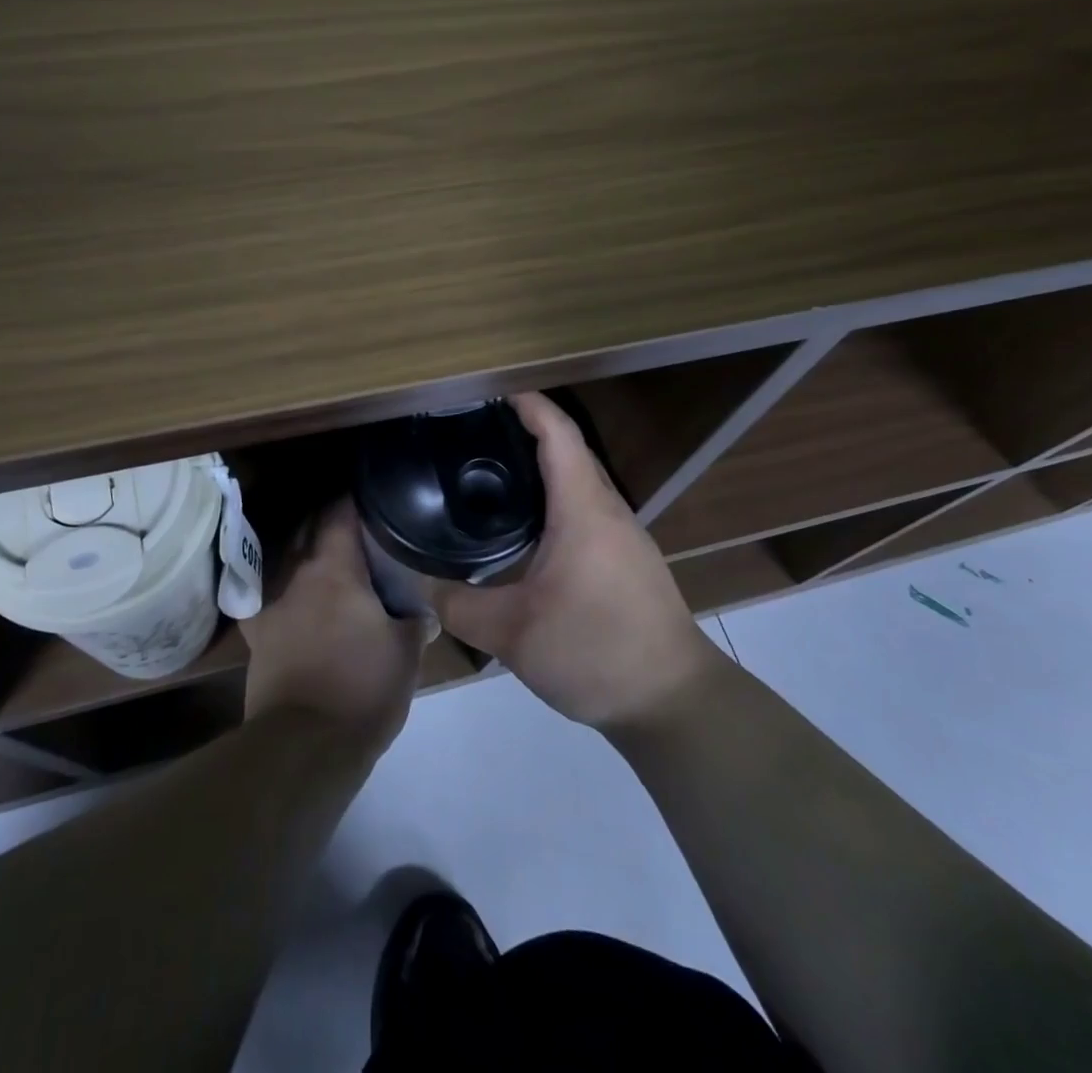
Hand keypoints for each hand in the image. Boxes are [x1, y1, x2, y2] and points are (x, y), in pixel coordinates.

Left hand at [240, 498, 425, 749]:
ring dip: (305, 552)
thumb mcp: (406, 653)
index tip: (371, 497)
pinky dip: (279, 591)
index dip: (355, 500)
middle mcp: (298, 576)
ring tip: (328, 556)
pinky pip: (266, 600)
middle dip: (329, 522)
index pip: (340, 515)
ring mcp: (272, 605)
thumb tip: (426, 613)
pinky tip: (289, 596)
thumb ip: (416, 622)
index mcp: (335, 570)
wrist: (306, 743)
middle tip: (356, 526)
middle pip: (309, 531)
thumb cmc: (364, 688)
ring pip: (287, 562)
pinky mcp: (257, 638)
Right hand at [426, 393, 721, 729]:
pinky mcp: (628, 559)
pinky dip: (555, 498)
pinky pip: (587, 509)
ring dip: (542, 466)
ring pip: (580, 481)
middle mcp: (608, 510)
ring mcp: (624, 535)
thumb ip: (458, 605)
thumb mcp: (512, 634)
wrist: (673, 701)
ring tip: (492, 471)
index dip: (527, 403)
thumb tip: (418, 583)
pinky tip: (526, 526)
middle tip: (475, 431)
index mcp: (583, 509)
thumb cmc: (594, 651)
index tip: (490, 391)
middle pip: (569, 450)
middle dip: (527, 429)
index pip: (558, 433)